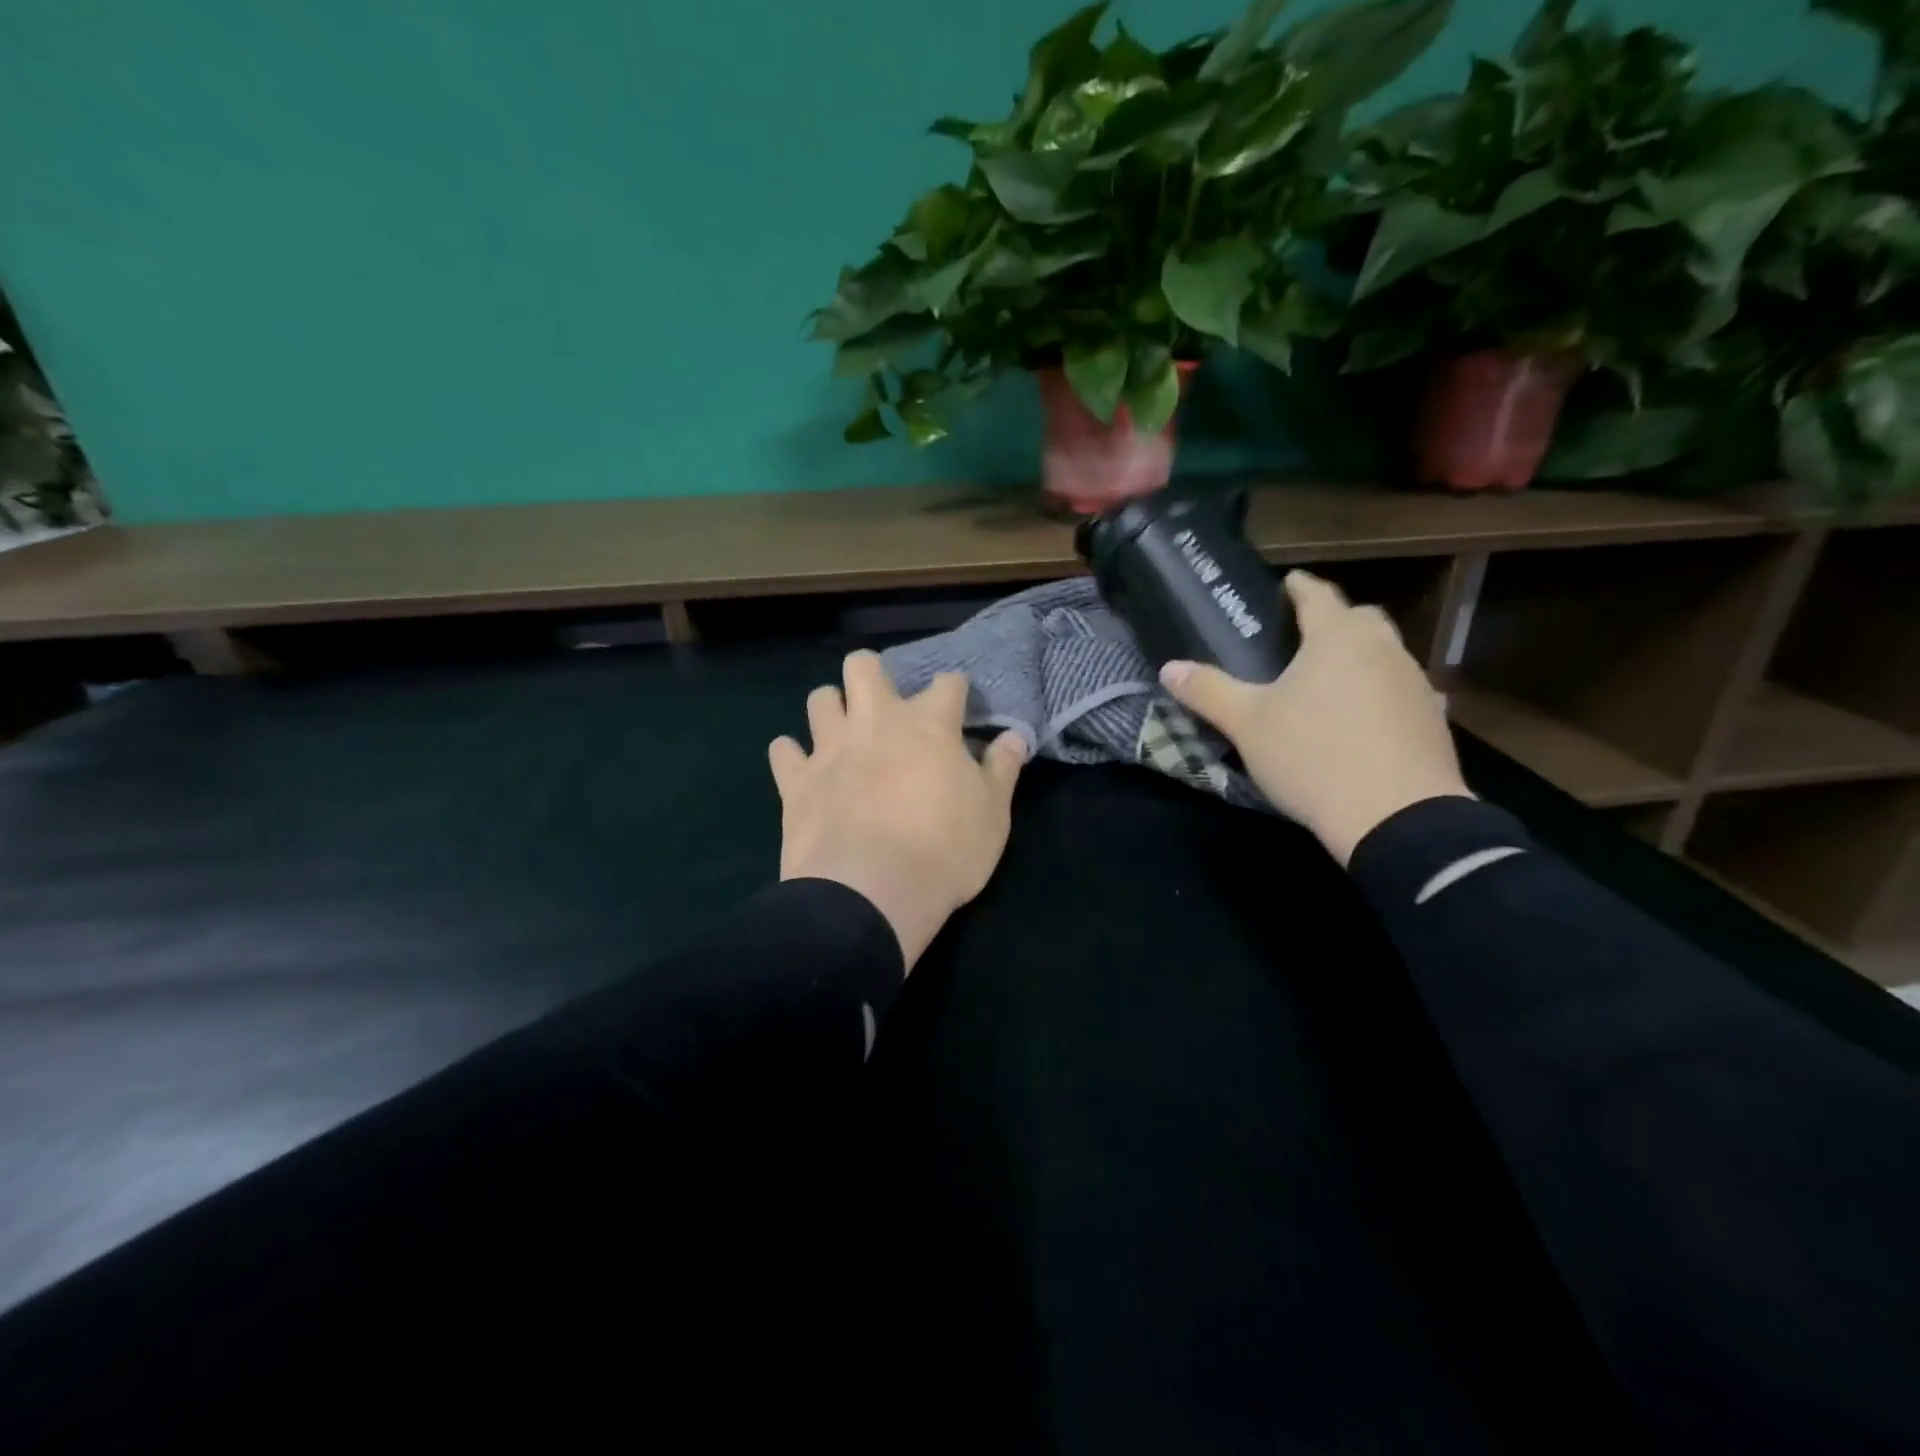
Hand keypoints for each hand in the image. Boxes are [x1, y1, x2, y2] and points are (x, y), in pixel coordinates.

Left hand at [769, 651, 1028, 970]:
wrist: (870, 893)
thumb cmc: (945, 851)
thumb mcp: (993, 814)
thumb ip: (1002, 769)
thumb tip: (1015, 736)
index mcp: (928, 724)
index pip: (948, 683)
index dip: (956, 690)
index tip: (959, 707)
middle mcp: (875, 721)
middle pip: (863, 666)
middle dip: (872, 674)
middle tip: (884, 706)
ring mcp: (830, 748)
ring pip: (819, 699)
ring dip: (832, 709)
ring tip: (843, 733)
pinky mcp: (796, 780)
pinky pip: (782, 750)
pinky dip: (792, 756)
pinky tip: (804, 770)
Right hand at [1160, 571, 1471, 865]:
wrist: (1397, 817)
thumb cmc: (1313, 755)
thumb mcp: (1247, 724)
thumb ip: (1208, 691)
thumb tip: (1169, 668)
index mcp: (1338, 637)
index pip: (1318, 596)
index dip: (1298, 587)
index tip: (1287, 582)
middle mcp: (1383, 649)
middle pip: (1360, 619)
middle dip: (1334, 620)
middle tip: (1304, 635)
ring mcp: (1415, 684)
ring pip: (1385, 655)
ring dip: (1359, 658)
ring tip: (1329, 680)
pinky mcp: (1433, 722)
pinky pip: (1401, 693)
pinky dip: (1380, 695)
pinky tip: (1363, 720)